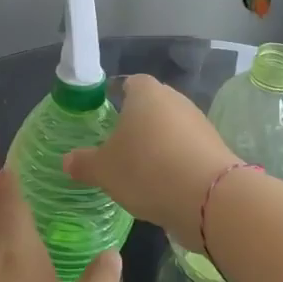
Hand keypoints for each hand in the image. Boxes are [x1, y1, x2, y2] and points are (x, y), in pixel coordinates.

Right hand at [63, 75, 236, 252]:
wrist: (209, 198)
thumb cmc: (147, 170)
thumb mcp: (104, 171)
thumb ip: (84, 163)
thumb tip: (68, 160)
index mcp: (146, 93)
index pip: (129, 83)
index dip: (115, 97)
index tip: (105, 118)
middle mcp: (175, 100)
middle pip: (151, 106)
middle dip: (136, 124)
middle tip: (118, 148)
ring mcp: (199, 123)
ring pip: (170, 128)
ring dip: (158, 145)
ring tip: (140, 171)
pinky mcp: (215, 148)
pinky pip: (186, 150)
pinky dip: (175, 162)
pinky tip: (164, 185)